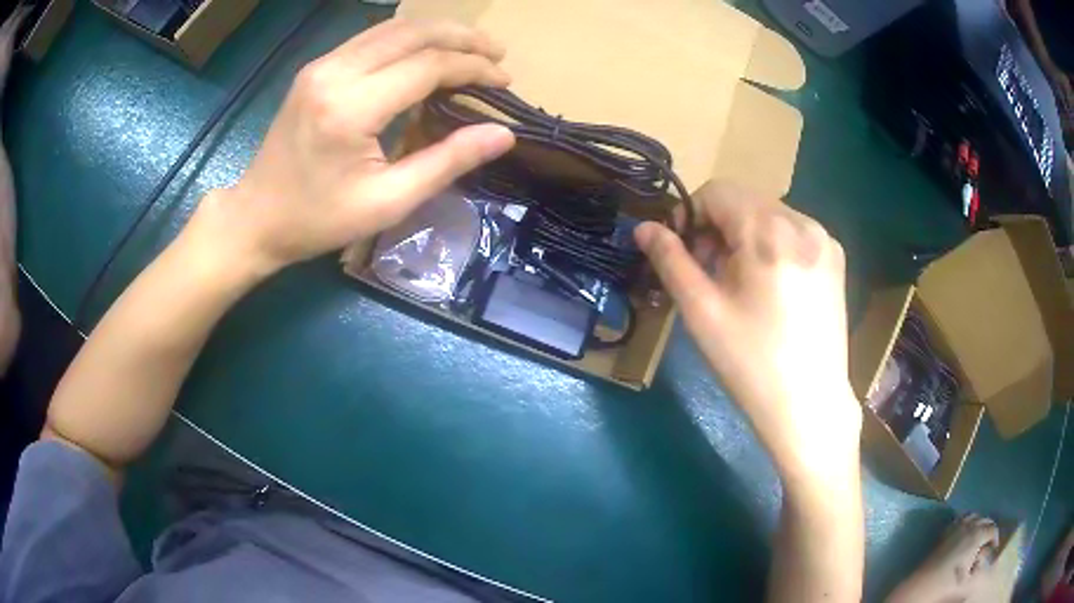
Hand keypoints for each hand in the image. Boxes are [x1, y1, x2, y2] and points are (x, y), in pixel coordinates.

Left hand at [192, 19, 516, 276]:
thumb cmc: (318, 219)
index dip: (473, 69)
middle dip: (463, 37)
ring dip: (438, 31)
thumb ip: (447, 162)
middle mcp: (334, 73)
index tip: (504, 81)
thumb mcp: (387, 202)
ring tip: (472, 47)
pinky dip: (408, 39)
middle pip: (413, 33)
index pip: (428, 66)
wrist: (256, 217)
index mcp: (351, 108)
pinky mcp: (316, 69)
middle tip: (497, 53)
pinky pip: (371, 38)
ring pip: (392, 28)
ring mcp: (321, 66)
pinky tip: (428, 51)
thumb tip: (502, 134)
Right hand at [635, 182, 860, 485]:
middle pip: (745, 200)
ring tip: (740, 284)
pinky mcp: (835, 258)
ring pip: (769, 215)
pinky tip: (770, 288)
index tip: (684, 255)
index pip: (717, 191)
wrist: (810, 407)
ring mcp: (825, 240)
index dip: (690, 215)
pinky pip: (793, 233)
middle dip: (718, 228)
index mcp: (769, 231)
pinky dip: (771, 246)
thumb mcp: (702, 312)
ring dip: (744, 237)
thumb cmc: (751, 364)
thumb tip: (644, 228)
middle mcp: (803, 222)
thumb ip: (670, 260)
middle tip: (709, 275)